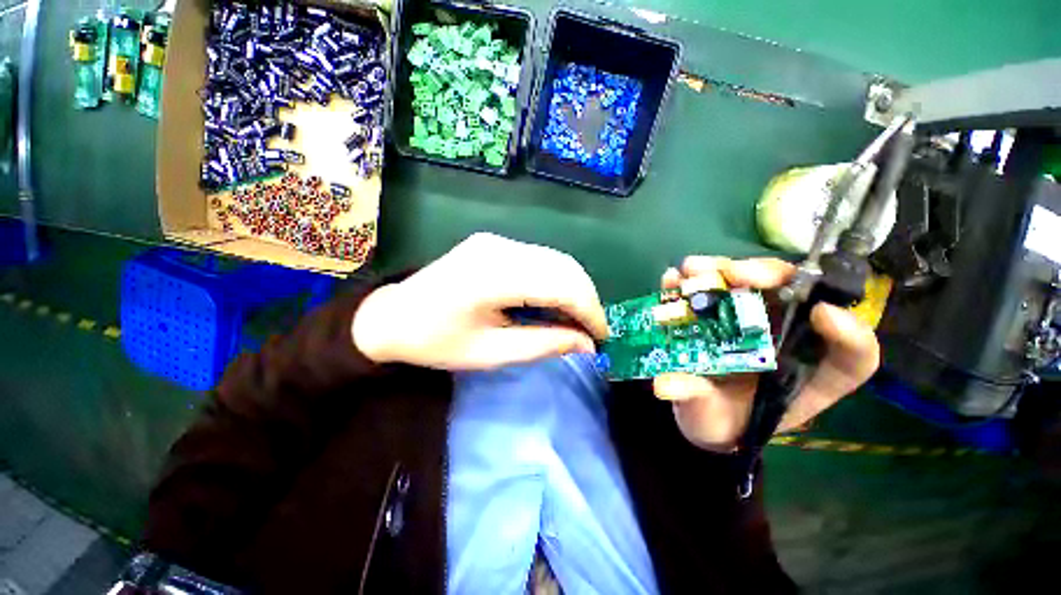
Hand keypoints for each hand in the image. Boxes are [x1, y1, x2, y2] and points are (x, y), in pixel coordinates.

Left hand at [352, 233, 609, 369]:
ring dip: (574, 289)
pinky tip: (555, 302)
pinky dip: (557, 281)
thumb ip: (544, 344)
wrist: (393, 316)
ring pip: (556, 260)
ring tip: (577, 320)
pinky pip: (540, 259)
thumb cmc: (437, 342)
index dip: (589, 311)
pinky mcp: (495, 243)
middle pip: (564, 266)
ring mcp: (497, 241)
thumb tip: (586, 344)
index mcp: (494, 275)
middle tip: (591, 331)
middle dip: (587, 300)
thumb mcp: (491, 352)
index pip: (562, 284)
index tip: (601, 338)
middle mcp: (500, 247)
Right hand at [653, 257, 879, 451]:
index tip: (821, 315)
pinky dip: (691, 279)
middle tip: (734, 273)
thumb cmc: (720, 422)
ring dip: (720, 269)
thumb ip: (699, 403)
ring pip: (750, 282)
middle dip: (767, 276)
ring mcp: (749, 319)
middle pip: (795, 294)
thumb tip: (667, 384)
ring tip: (692, 270)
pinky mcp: (719, 311)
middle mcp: (784, 336)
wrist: (698, 411)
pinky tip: (671, 279)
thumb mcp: (717, 425)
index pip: (852, 356)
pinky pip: (710, 287)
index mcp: (805, 373)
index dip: (848, 333)